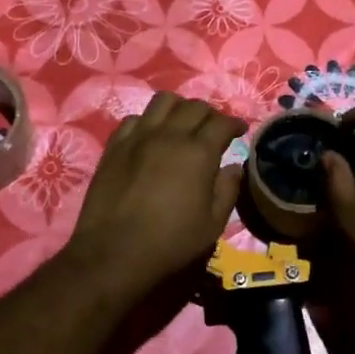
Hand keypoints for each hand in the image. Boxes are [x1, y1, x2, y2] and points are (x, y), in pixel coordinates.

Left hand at [66, 92, 245, 293]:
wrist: (114, 252)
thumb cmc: (170, 242)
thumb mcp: (213, 224)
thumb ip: (227, 190)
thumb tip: (234, 167)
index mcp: (198, 153)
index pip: (222, 123)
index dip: (235, 124)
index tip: (240, 130)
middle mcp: (170, 135)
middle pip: (195, 106)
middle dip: (210, 114)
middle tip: (213, 129)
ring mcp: (139, 136)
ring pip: (163, 101)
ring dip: (179, 107)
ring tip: (182, 123)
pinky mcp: (115, 145)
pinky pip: (134, 118)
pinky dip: (149, 121)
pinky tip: (151, 136)